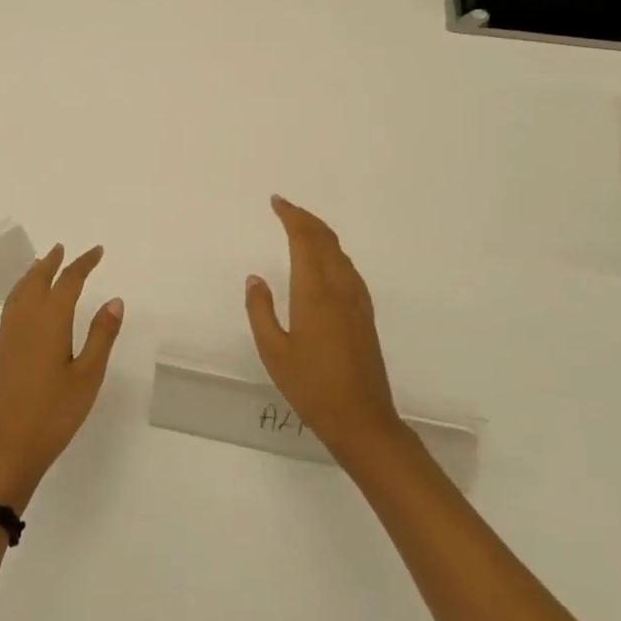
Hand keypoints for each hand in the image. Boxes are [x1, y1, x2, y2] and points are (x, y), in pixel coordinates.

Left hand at [0, 244, 123, 511]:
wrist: (4, 451)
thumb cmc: (53, 415)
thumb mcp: (87, 377)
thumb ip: (101, 336)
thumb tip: (114, 300)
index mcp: (49, 322)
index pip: (67, 282)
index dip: (82, 264)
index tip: (97, 252)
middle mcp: (24, 322)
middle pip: (36, 281)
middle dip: (51, 263)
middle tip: (62, 249)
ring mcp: (7, 337)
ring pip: (19, 293)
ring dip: (32, 275)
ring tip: (42, 266)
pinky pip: (10, 308)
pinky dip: (21, 293)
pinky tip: (25, 304)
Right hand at [245, 197, 406, 464]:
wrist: (362, 419)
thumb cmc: (311, 386)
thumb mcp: (273, 351)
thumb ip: (261, 310)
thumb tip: (255, 279)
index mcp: (315, 292)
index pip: (304, 240)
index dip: (291, 216)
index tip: (276, 202)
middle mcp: (339, 288)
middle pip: (326, 240)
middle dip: (306, 219)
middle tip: (285, 208)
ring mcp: (357, 301)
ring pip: (340, 253)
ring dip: (321, 233)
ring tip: (301, 228)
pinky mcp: (365, 315)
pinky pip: (348, 268)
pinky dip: (332, 252)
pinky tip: (324, 262)